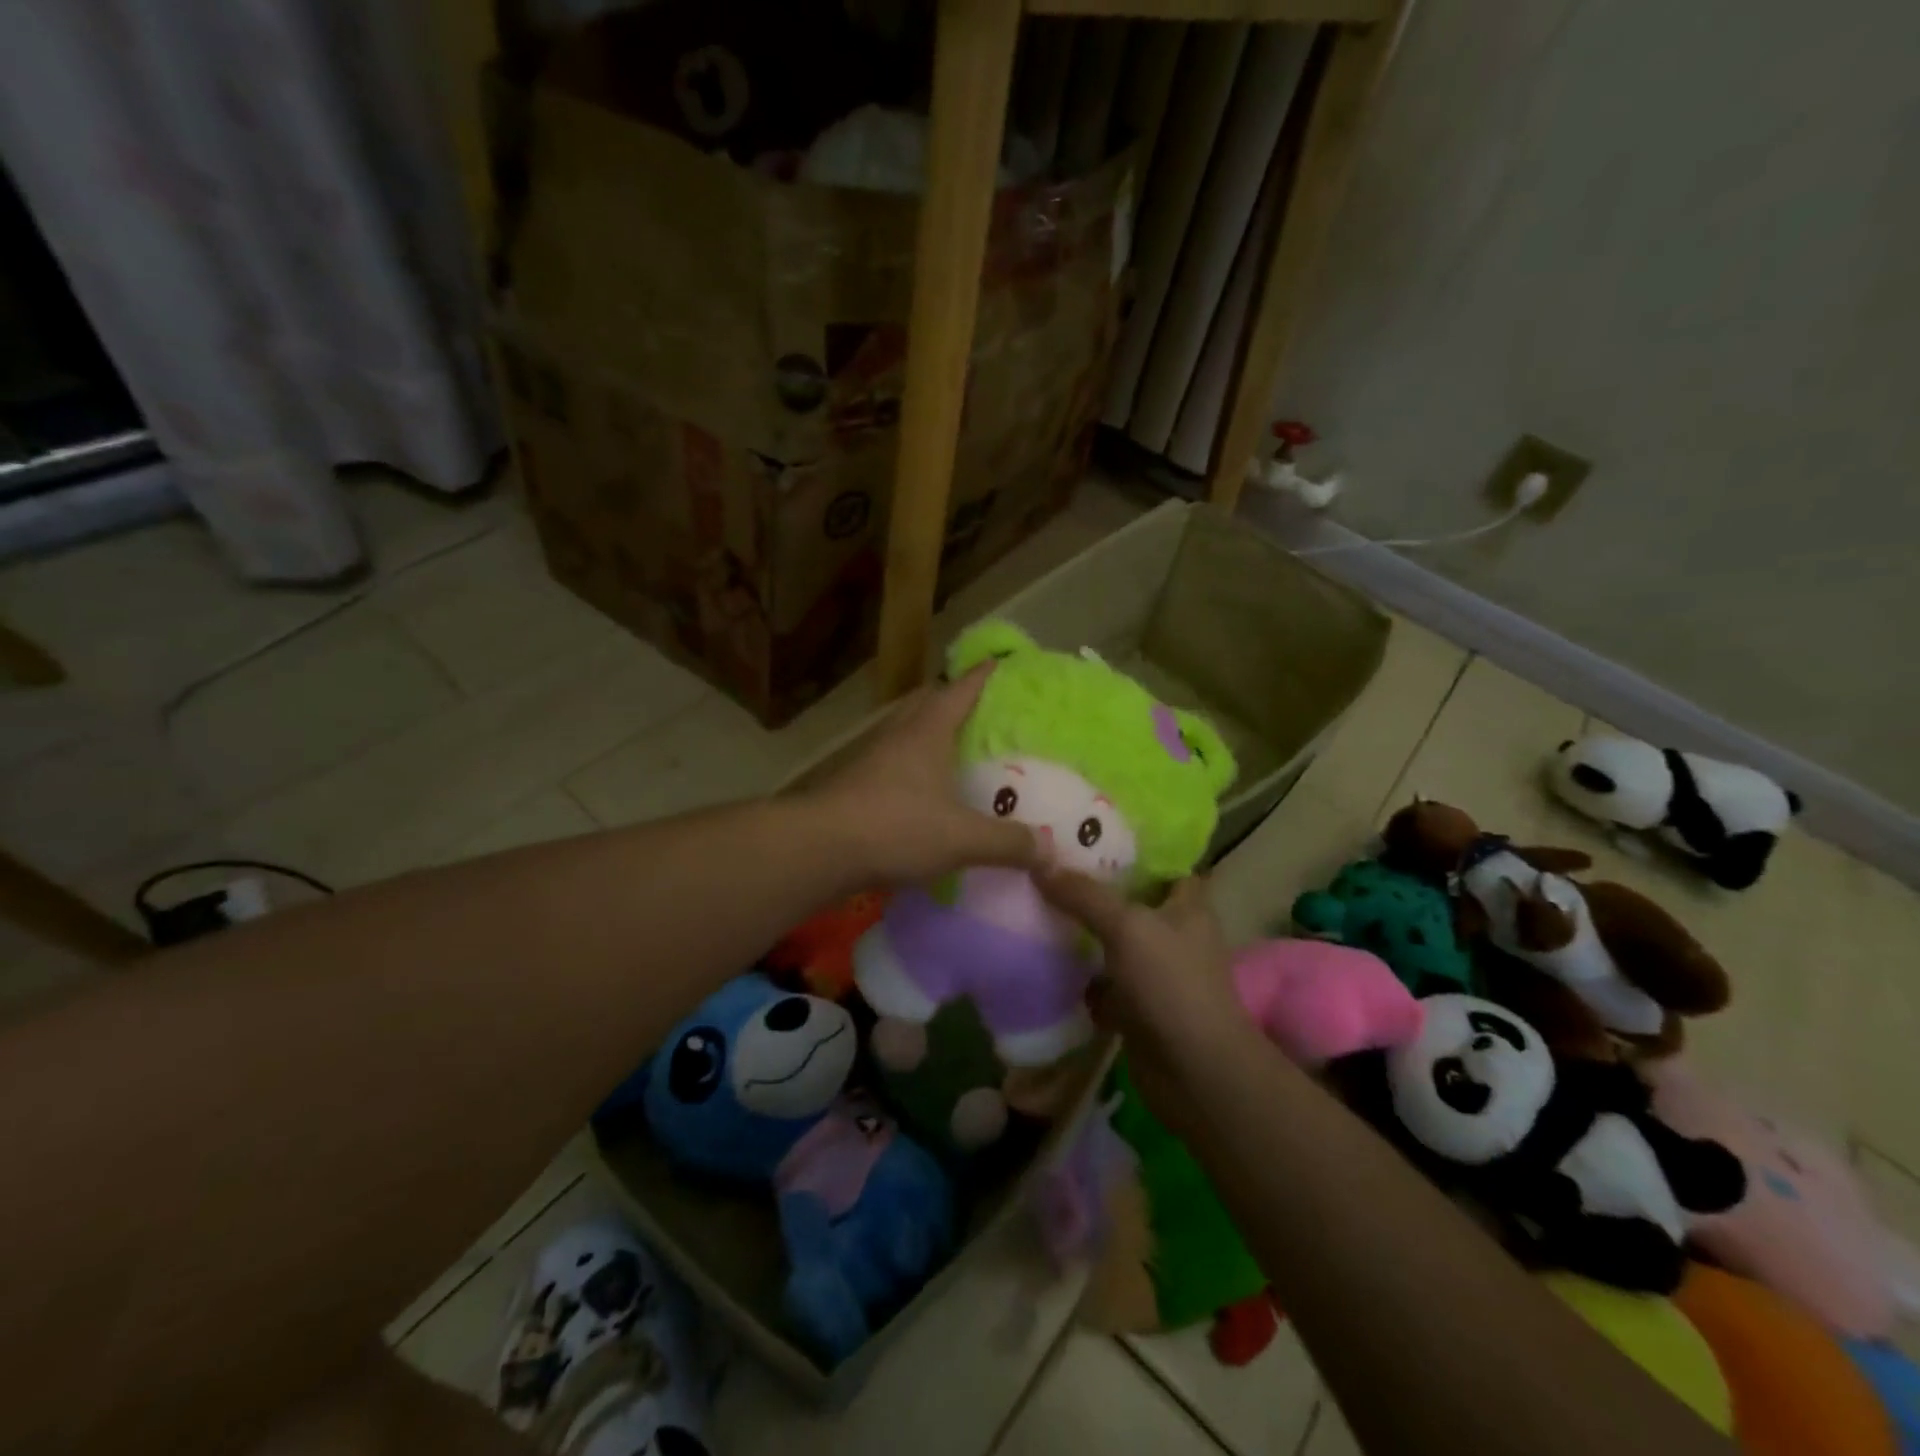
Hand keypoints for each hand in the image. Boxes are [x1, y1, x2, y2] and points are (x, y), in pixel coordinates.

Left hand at [809, 664, 1040, 885]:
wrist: (818, 848)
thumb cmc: (895, 827)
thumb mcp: (961, 838)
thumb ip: (1007, 843)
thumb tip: (1050, 851)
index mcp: (927, 730)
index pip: (961, 688)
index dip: (984, 674)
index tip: (1003, 663)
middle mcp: (898, 733)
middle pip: (927, 702)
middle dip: (953, 699)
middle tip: (982, 712)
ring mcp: (871, 756)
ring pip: (905, 731)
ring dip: (928, 733)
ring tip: (955, 750)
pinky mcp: (854, 782)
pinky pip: (891, 761)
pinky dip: (911, 765)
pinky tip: (923, 791)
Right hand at [1035, 869, 1257, 1130]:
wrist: (1194, 1073)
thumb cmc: (1171, 985)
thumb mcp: (1127, 927)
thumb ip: (1085, 895)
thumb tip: (1041, 865)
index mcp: (1186, 906)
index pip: (1164, 865)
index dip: (1134, 850)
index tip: (1089, 837)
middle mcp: (1173, 934)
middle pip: (1130, 903)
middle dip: (1094, 891)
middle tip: (1048, 871)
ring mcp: (1155, 974)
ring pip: (1112, 944)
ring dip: (1082, 936)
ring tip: (1036, 908)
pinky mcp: (1137, 1008)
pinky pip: (1102, 984)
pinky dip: (1079, 980)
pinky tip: (1043, 962)